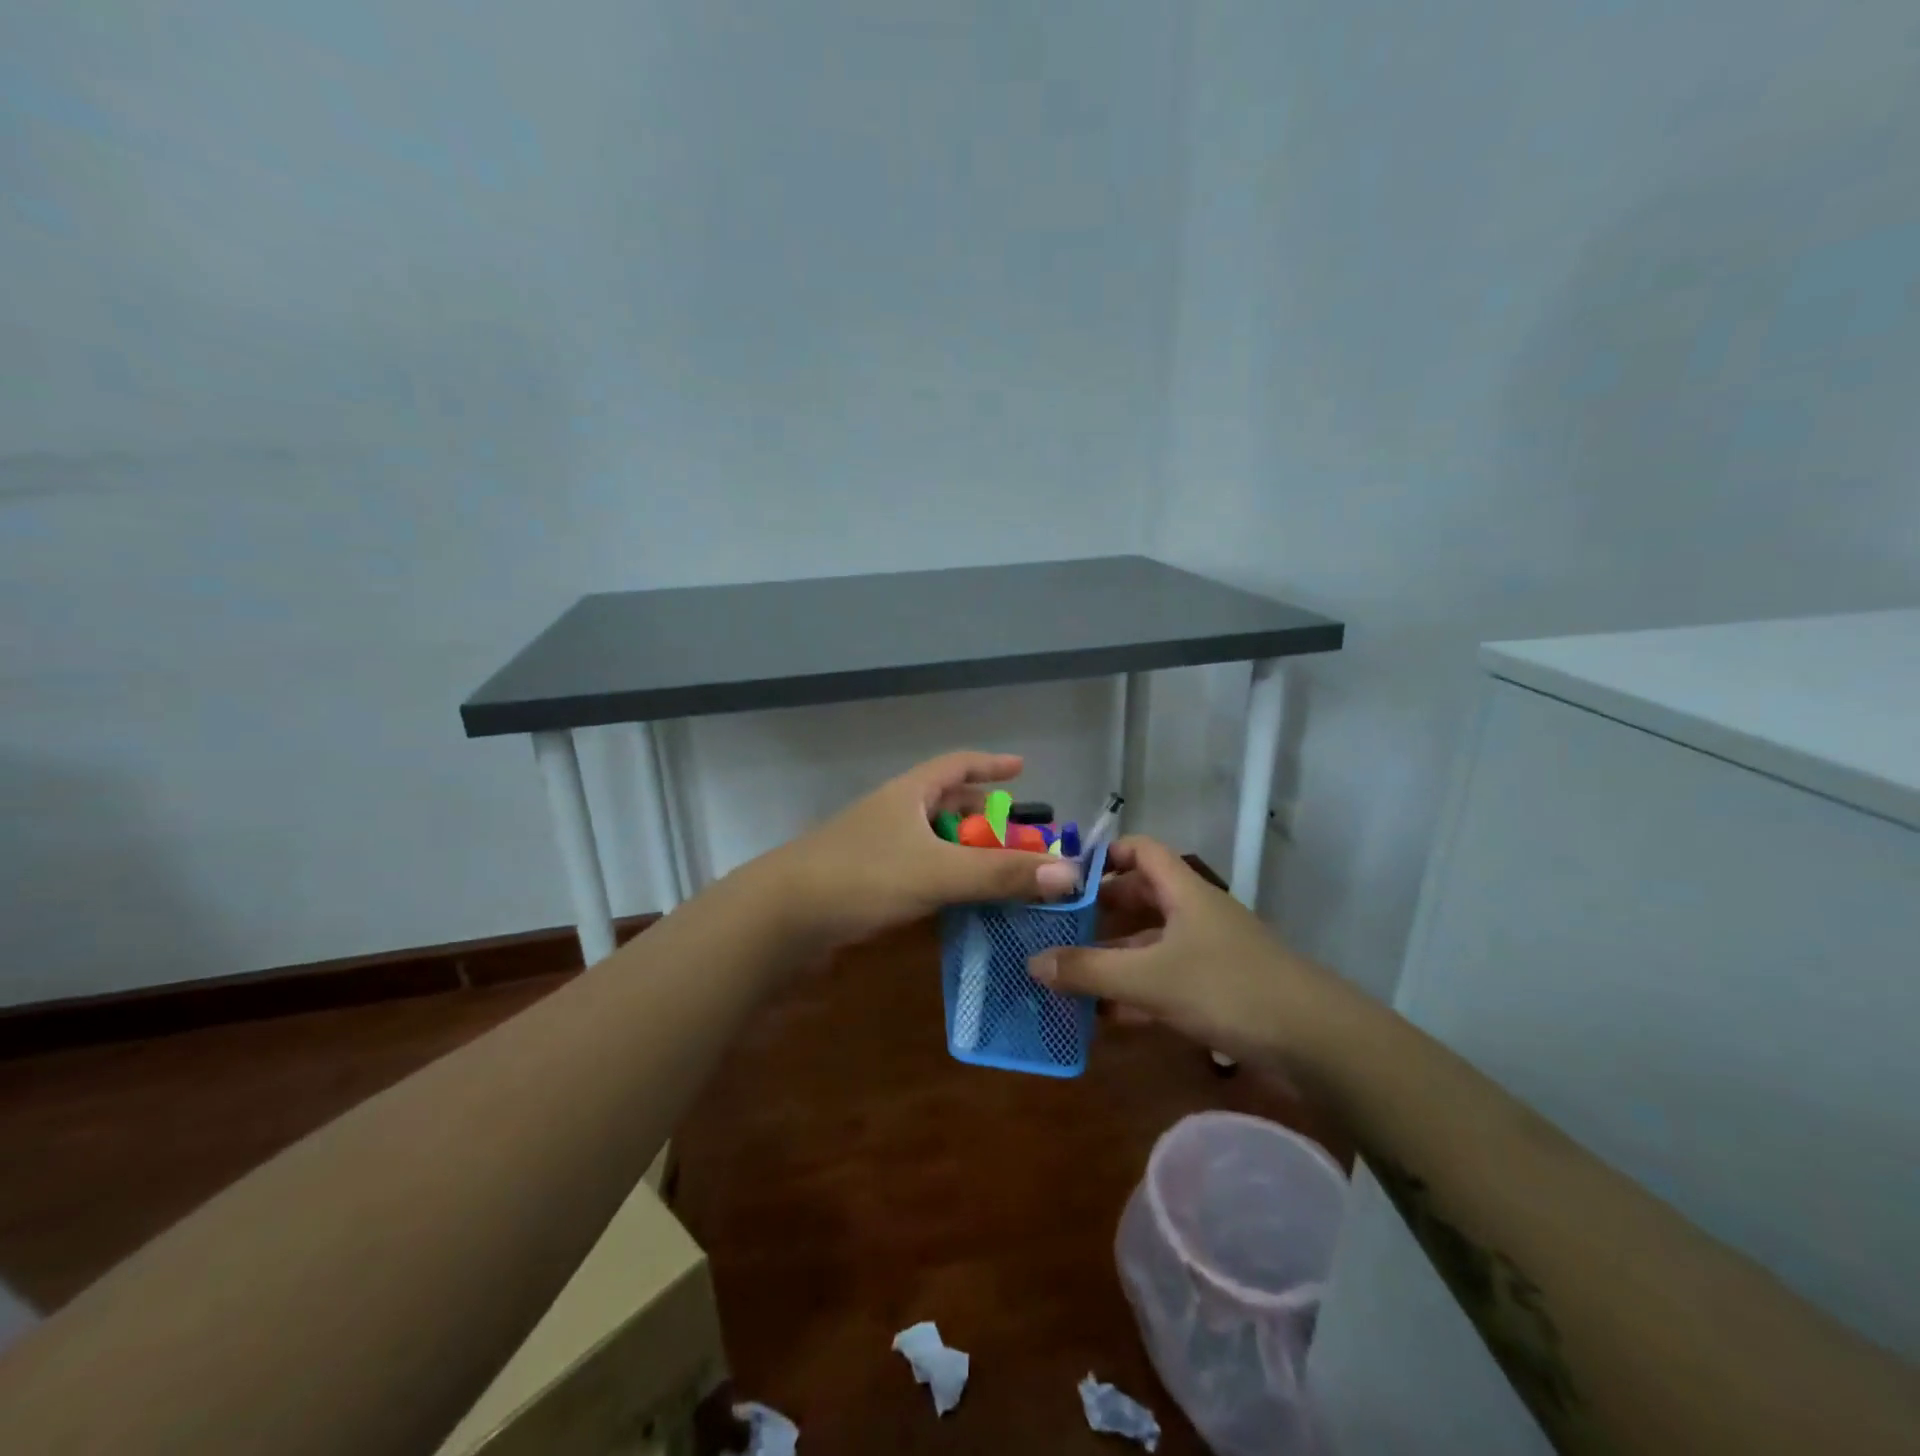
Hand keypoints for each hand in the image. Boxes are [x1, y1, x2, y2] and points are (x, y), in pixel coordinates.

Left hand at [760, 751, 1079, 948]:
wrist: (782, 917)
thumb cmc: (861, 876)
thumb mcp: (936, 872)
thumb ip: (999, 874)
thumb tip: (1069, 874)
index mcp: (910, 794)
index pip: (957, 764)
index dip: (990, 764)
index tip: (1022, 768)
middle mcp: (895, 814)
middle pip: (950, 805)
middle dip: (988, 819)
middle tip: (1024, 841)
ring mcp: (879, 849)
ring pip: (936, 843)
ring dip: (970, 855)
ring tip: (1004, 874)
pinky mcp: (869, 883)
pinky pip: (921, 873)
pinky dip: (947, 882)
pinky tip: (964, 904)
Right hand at [1027, 836, 1343, 1063]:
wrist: (1318, 1044)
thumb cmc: (1229, 989)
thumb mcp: (1151, 979)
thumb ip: (1089, 971)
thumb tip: (1032, 962)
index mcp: (1183, 891)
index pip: (1140, 850)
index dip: (1103, 855)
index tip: (1063, 877)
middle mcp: (1194, 914)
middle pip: (1139, 899)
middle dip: (1098, 913)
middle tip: (1054, 929)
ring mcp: (1207, 954)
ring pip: (1149, 945)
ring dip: (1112, 958)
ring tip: (1067, 975)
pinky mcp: (1217, 991)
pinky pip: (1164, 981)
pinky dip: (1135, 993)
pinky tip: (1104, 1017)